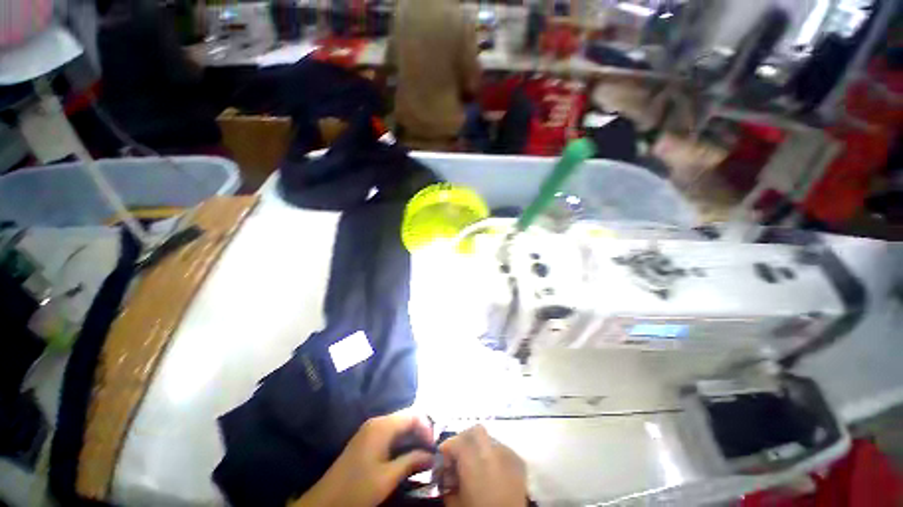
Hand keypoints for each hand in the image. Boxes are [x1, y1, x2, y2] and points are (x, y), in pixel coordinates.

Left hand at [291, 410, 434, 506]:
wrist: (324, 502)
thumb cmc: (356, 489)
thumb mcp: (387, 478)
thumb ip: (411, 462)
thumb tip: (433, 455)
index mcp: (382, 426)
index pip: (413, 415)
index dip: (426, 427)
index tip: (434, 447)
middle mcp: (377, 422)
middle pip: (406, 418)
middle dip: (421, 432)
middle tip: (430, 452)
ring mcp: (370, 430)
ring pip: (399, 426)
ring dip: (412, 438)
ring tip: (421, 455)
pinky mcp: (367, 439)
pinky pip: (390, 433)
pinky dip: (402, 441)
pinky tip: (406, 456)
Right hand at [440, 425, 526, 506]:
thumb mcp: (454, 501)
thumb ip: (447, 481)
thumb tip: (445, 471)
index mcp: (474, 459)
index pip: (456, 440)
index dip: (447, 447)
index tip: (442, 457)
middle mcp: (492, 450)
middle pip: (475, 431)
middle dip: (464, 439)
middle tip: (457, 457)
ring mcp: (508, 453)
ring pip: (489, 438)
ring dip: (479, 446)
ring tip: (474, 464)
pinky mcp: (518, 461)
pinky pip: (501, 448)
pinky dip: (493, 454)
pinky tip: (489, 470)